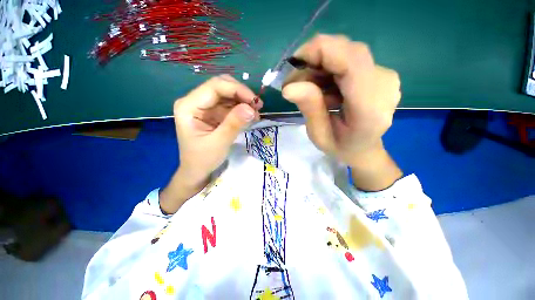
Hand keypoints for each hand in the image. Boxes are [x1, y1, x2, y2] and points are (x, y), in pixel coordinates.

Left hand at [160, 75, 261, 213]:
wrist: (197, 170)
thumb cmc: (203, 159)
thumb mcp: (219, 143)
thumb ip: (234, 124)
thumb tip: (251, 108)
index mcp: (189, 106)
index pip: (215, 87)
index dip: (237, 89)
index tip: (255, 101)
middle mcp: (195, 101)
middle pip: (221, 86)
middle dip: (241, 94)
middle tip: (257, 106)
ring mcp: (205, 106)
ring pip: (228, 94)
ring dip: (244, 101)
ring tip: (256, 114)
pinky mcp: (213, 112)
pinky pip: (230, 104)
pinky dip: (242, 108)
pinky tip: (251, 116)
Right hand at [282, 35, 402, 190]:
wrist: (364, 149)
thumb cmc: (340, 147)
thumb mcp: (319, 135)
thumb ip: (309, 109)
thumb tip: (289, 86)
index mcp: (370, 108)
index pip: (351, 61)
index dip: (319, 51)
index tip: (293, 64)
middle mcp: (384, 85)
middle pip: (348, 51)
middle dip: (315, 59)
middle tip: (296, 81)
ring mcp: (385, 76)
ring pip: (346, 53)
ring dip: (321, 66)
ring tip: (309, 89)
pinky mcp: (379, 72)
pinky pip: (349, 59)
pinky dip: (329, 68)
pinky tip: (324, 87)